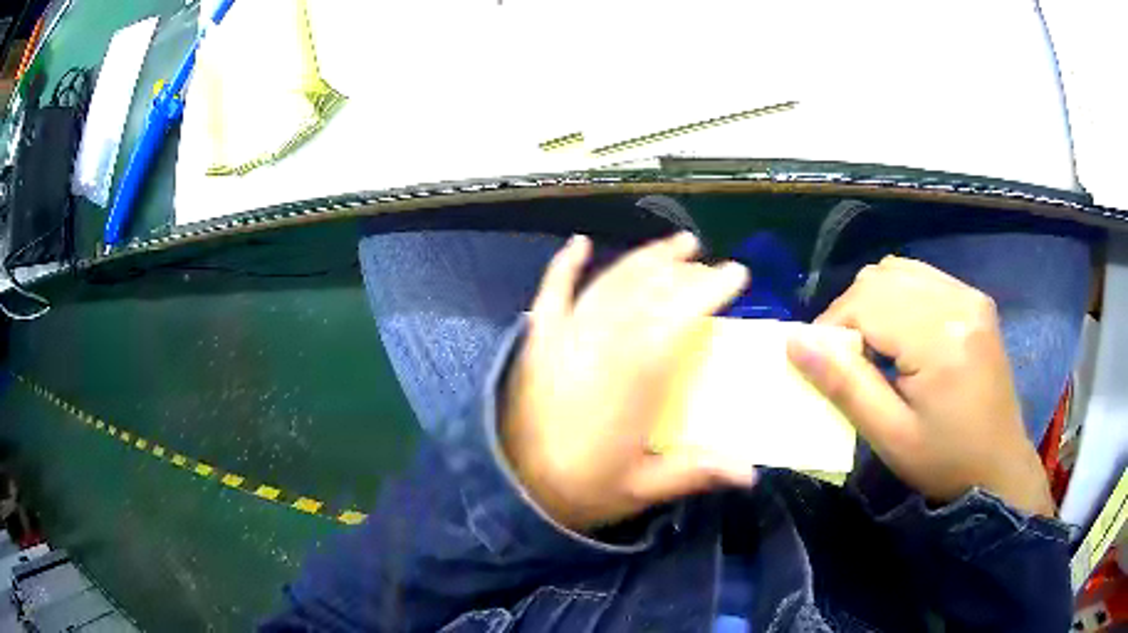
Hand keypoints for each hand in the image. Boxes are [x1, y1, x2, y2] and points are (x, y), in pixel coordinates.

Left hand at [502, 233, 754, 531]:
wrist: (513, 489)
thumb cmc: (581, 488)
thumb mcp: (641, 488)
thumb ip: (695, 472)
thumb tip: (752, 473)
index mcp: (633, 379)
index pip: (679, 317)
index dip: (710, 289)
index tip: (737, 273)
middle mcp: (600, 344)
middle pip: (648, 292)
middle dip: (684, 271)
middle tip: (709, 263)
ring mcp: (565, 337)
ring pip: (610, 283)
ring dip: (643, 259)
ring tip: (673, 246)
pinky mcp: (538, 340)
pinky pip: (552, 292)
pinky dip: (565, 265)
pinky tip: (579, 243)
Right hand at [787, 257, 1054, 516]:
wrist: (998, 465)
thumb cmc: (944, 461)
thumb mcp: (889, 436)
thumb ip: (843, 385)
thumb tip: (794, 340)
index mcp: (940, 338)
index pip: (865, 302)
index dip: (832, 327)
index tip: (823, 365)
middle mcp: (957, 301)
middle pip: (880, 278)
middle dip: (850, 312)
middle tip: (847, 359)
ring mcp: (969, 295)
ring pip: (898, 270)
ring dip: (873, 301)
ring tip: (873, 345)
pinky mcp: (974, 299)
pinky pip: (921, 277)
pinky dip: (898, 297)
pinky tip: (901, 333)